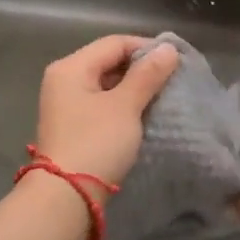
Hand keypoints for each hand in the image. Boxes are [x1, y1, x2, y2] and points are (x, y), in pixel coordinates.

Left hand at [32, 35, 179, 186]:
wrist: (66, 197)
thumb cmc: (96, 143)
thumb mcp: (125, 106)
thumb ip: (148, 75)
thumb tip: (168, 48)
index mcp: (71, 67)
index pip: (114, 43)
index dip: (146, 47)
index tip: (176, 61)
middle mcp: (63, 80)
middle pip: (108, 61)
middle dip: (141, 69)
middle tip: (172, 80)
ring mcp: (66, 104)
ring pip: (106, 85)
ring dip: (134, 89)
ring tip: (162, 97)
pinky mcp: (73, 126)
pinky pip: (102, 105)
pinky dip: (123, 106)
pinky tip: (142, 115)